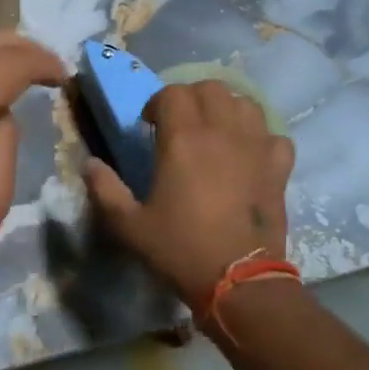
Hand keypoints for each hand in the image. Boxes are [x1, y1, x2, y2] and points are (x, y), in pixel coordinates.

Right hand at [85, 81, 294, 308]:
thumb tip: (89, 164)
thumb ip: (104, 190)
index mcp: (183, 139)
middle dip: (192, 98)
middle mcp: (222, 132)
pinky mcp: (279, 168)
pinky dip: (261, 138)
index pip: (173, 92)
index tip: (149, 126)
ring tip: (214, 133)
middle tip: (180, 125)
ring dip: (227, 110)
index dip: (157, 103)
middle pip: (211, 88)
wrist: (238, 281)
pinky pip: (274, 136)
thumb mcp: (128, 225)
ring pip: (245, 104)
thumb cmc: (179, 248)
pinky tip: (249, 155)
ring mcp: (256, 148)